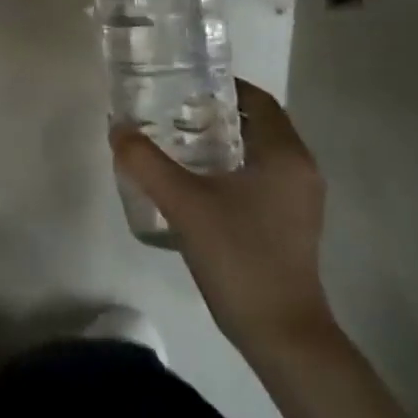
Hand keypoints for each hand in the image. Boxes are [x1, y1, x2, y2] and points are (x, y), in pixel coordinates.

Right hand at [113, 80, 336, 360]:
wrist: (282, 333)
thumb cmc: (239, 256)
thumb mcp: (184, 204)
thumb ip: (146, 162)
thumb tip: (117, 128)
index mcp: (285, 155)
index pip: (258, 100)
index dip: (222, 86)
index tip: (183, 83)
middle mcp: (300, 169)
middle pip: (257, 123)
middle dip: (215, 113)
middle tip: (170, 110)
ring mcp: (299, 199)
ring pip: (258, 152)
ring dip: (221, 141)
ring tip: (175, 140)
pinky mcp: (291, 222)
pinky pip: (260, 176)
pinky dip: (230, 167)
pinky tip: (196, 180)